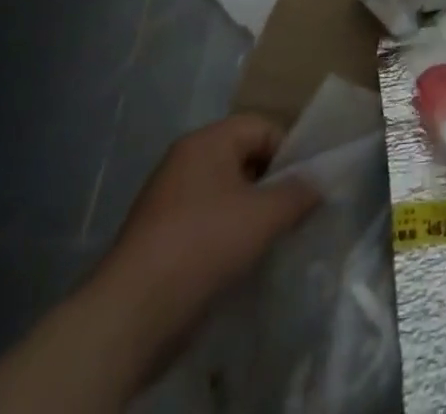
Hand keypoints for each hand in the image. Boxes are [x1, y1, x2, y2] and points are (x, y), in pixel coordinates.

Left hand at [82, 115, 318, 377]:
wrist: (129, 316)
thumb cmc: (203, 245)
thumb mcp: (264, 216)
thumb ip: (298, 193)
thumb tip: (317, 185)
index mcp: (206, 141)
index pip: (262, 128)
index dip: (288, 153)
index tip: (302, 187)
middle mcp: (183, 161)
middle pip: (242, 159)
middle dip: (269, 184)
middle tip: (289, 213)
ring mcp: (165, 200)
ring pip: (223, 194)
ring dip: (247, 214)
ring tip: (266, 241)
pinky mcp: (156, 238)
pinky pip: (203, 223)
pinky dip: (223, 236)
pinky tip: (235, 262)